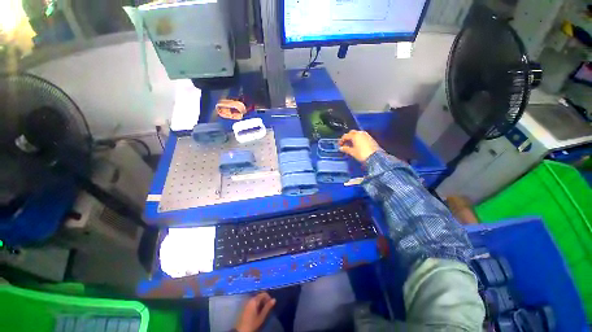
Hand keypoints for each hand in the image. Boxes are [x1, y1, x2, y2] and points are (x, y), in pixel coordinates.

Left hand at [235, 292, 275, 331]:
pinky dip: (257, 304)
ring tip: (263, 309)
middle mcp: (250, 299)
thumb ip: (268, 307)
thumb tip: (274, 299)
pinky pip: (253, 302)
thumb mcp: (261, 316)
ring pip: (256, 299)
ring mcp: (247, 303)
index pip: (263, 294)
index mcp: (254, 300)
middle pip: (259, 295)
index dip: (268, 297)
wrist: (242, 330)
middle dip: (265, 300)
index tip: (271, 304)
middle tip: (267, 307)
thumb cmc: (253, 323)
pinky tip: (258, 310)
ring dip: (261, 302)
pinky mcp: (245, 306)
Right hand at [339, 130, 381, 162]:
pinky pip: (362, 137)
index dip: (341, 140)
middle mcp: (360, 133)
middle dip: (348, 137)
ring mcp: (366, 135)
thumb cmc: (362, 154)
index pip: (345, 136)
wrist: (375, 157)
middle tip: (345, 143)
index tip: (339, 145)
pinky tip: (357, 145)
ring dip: (353, 138)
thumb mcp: (352, 152)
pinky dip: (358, 139)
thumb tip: (341, 148)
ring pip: (357, 134)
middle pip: (352, 133)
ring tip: (351, 145)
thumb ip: (345, 149)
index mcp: (355, 135)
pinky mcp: (370, 138)